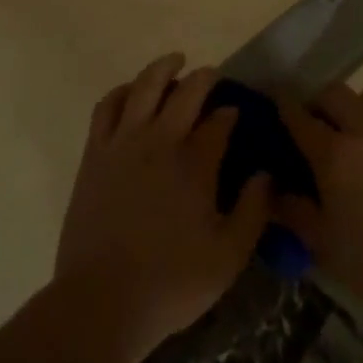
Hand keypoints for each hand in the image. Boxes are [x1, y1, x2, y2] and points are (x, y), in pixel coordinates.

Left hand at [55, 54, 270, 362]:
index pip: (219, 121)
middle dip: (204, 79)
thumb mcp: (228, 258)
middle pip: (186, 92)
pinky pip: (108, 106)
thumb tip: (266, 174)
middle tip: (213, 75)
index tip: (237, 112)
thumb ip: (253, 212)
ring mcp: (124, 142)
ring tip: (175, 61)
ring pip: (145, 86)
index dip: (230, 113)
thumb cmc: (171, 283)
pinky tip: (131, 91)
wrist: (101, 300)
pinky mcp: (96, 152)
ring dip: (163, 68)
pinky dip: (122, 90)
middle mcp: (161, 140)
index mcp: (196, 164)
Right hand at [275, 83, 362, 326]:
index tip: (277, 103)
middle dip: (319, 102)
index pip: (300, 116)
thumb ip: (295, 213)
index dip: (284, 106)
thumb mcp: (327, 247)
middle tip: (316, 124)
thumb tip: (272, 190)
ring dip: (357, 107)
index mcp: (335, 155)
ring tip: (357, 134)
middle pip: (335, 93)